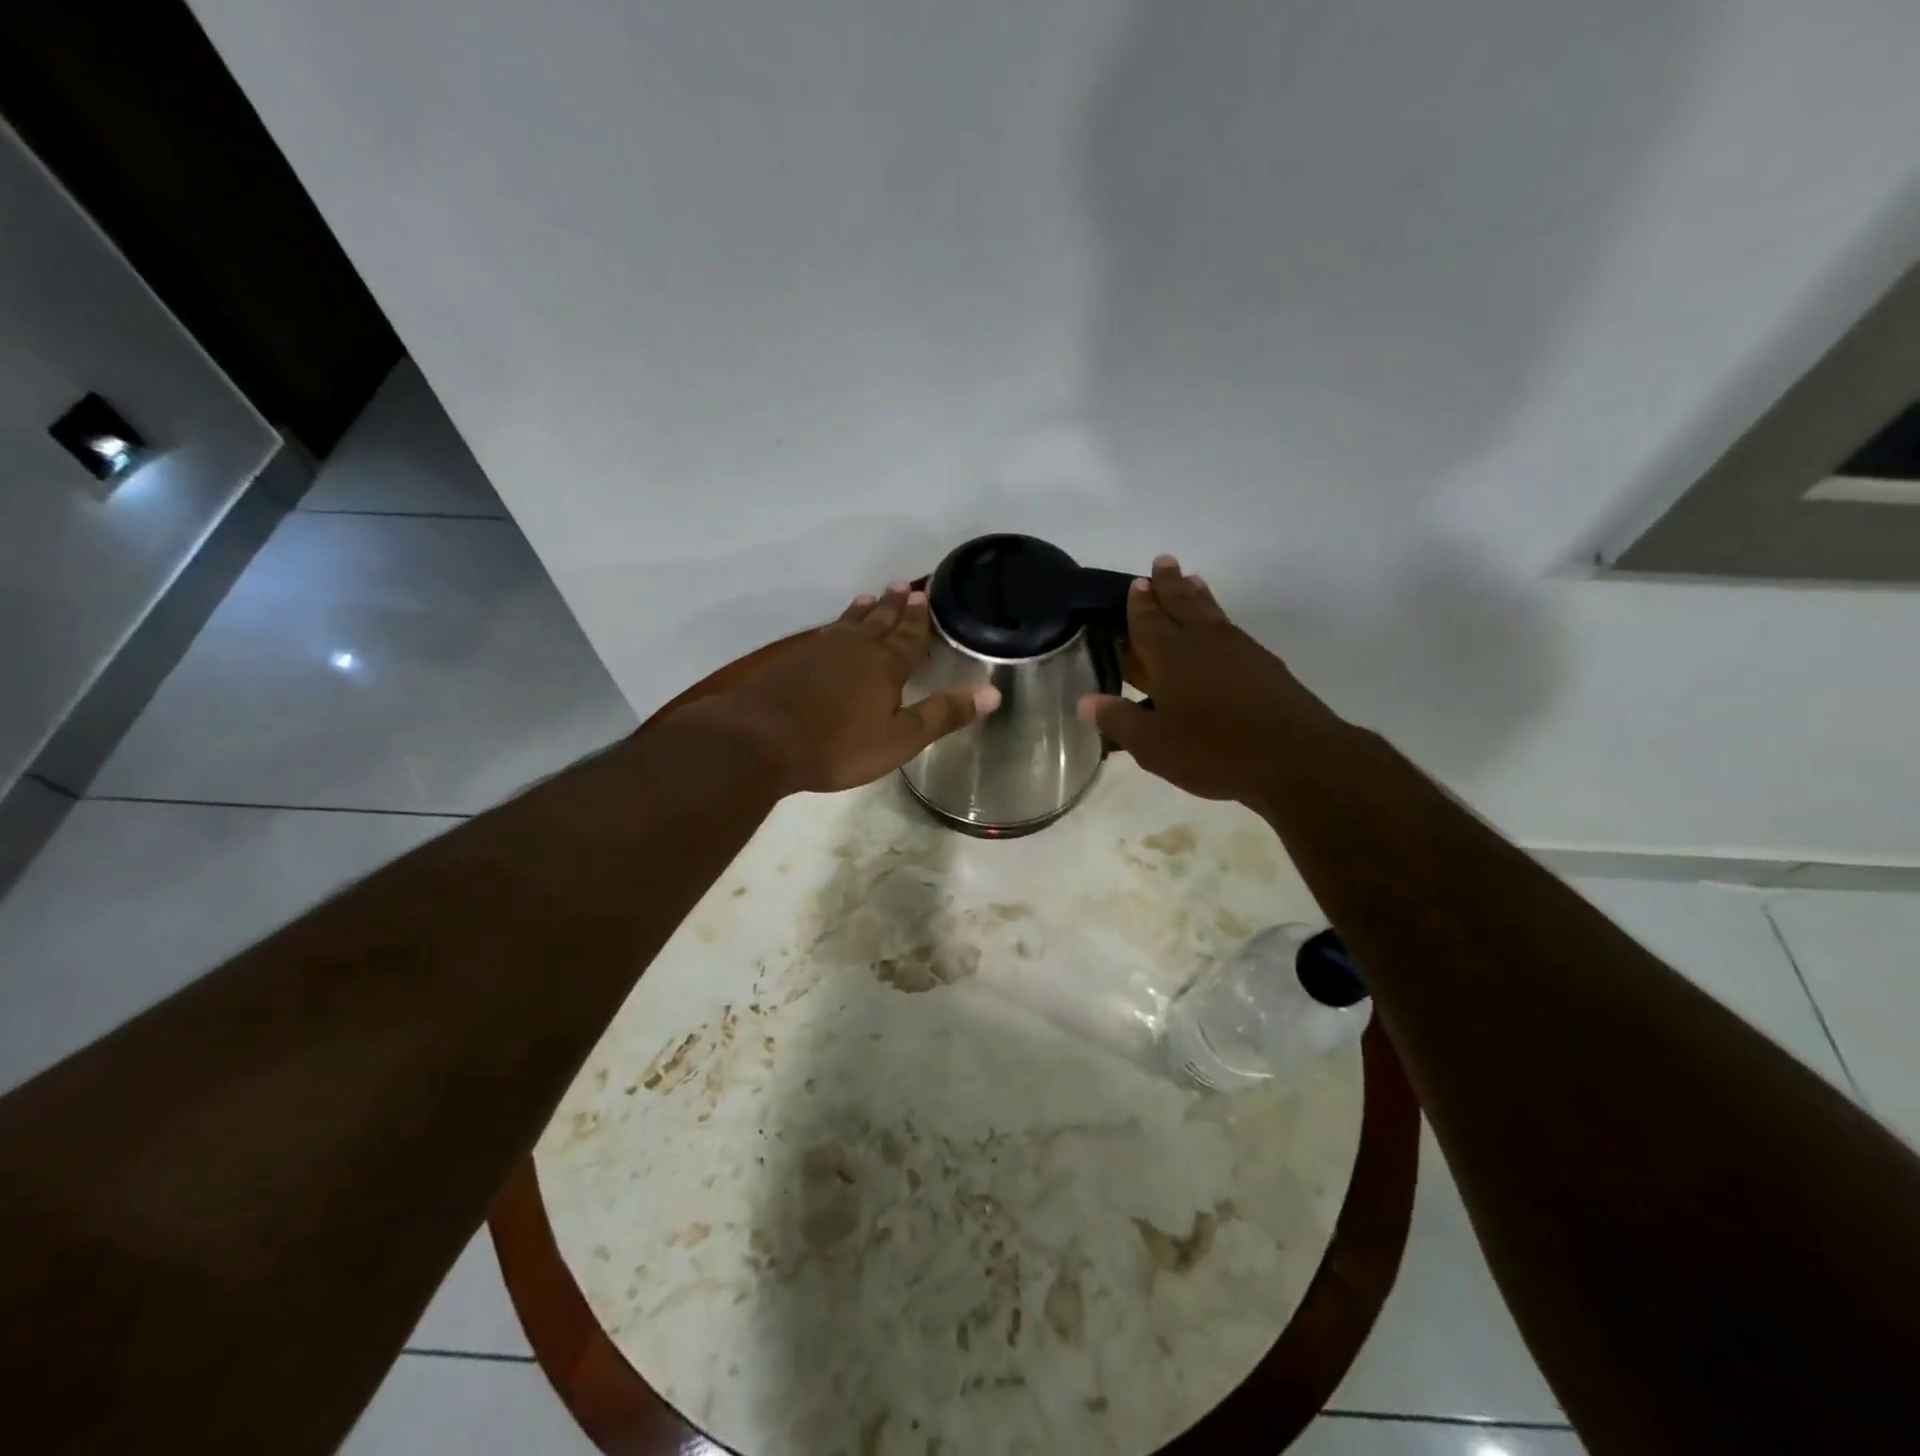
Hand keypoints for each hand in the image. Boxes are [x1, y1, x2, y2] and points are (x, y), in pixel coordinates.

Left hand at [685, 582, 1000, 794]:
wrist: (761, 740)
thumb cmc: (838, 745)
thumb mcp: (899, 739)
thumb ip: (943, 715)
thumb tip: (993, 692)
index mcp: (886, 666)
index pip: (910, 637)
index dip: (920, 619)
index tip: (926, 595)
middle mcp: (855, 649)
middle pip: (880, 622)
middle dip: (894, 606)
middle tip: (904, 585)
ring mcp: (820, 652)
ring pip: (849, 623)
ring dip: (864, 610)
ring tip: (871, 596)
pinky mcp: (792, 662)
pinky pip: (824, 634)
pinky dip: (835, 626)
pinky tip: (831, 630)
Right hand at [1076, 555, 1342, 805]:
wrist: (1295, 758)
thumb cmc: (1213, 751)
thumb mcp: (1154, 745)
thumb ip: (1119, 720)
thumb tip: (1085, 701)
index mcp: (1171, 655)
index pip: (1148, 621)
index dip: (1139, 603)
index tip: (1136, 583)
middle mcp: (1203, 642)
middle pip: (1182, 603)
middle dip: (1169, 584)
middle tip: (1163, 561)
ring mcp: (1239, 651)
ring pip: (1211, 613)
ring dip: (1197, 595)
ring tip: (1192, 580)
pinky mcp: (1264, 666)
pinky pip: (1231, 630)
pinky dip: (1219, 619)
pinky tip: (1220, 629)